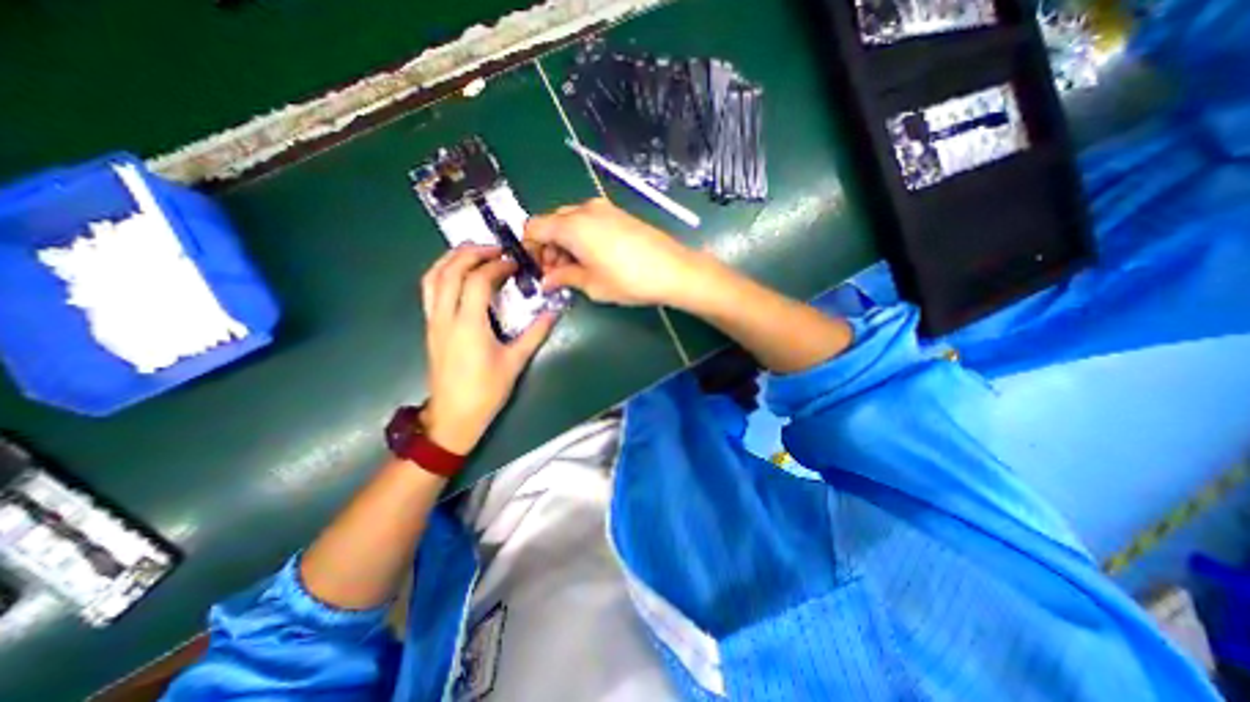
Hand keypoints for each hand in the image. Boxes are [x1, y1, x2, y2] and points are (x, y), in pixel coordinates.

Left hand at [420, 248, 555, 455]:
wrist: (454, 416)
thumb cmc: (486, 391)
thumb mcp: (515, 362)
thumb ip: (535, 333)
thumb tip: (553, 311)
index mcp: (468, 325)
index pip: (477, 281)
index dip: (496, 267)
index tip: (514, 264)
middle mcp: (445, 317)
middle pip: (450, 271)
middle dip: (472, 253)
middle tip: (496, 249)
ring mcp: (433, 321)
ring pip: (433, 277)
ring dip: (452, 259)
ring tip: (475, 253)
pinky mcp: (430, 327)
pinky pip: (429, 290)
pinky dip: (442, 273)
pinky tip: (458, 274)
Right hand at [525, 198, 705, 307]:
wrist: (673, 270)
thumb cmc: (629, 280)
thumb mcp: (592, 284)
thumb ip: (564, 278)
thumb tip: (547, 280)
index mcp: (572, 225)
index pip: (535, 227)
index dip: (529, 248)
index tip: (536, 269)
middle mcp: (585, 210)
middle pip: (552, 222)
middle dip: (548, 246)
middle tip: (557, 273)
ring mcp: (605, 209)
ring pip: (571, 221)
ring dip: (565, 242)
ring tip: (575, 269)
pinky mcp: (619, 214)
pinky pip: (589, 220)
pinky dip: (582, 236)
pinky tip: (593, 257)